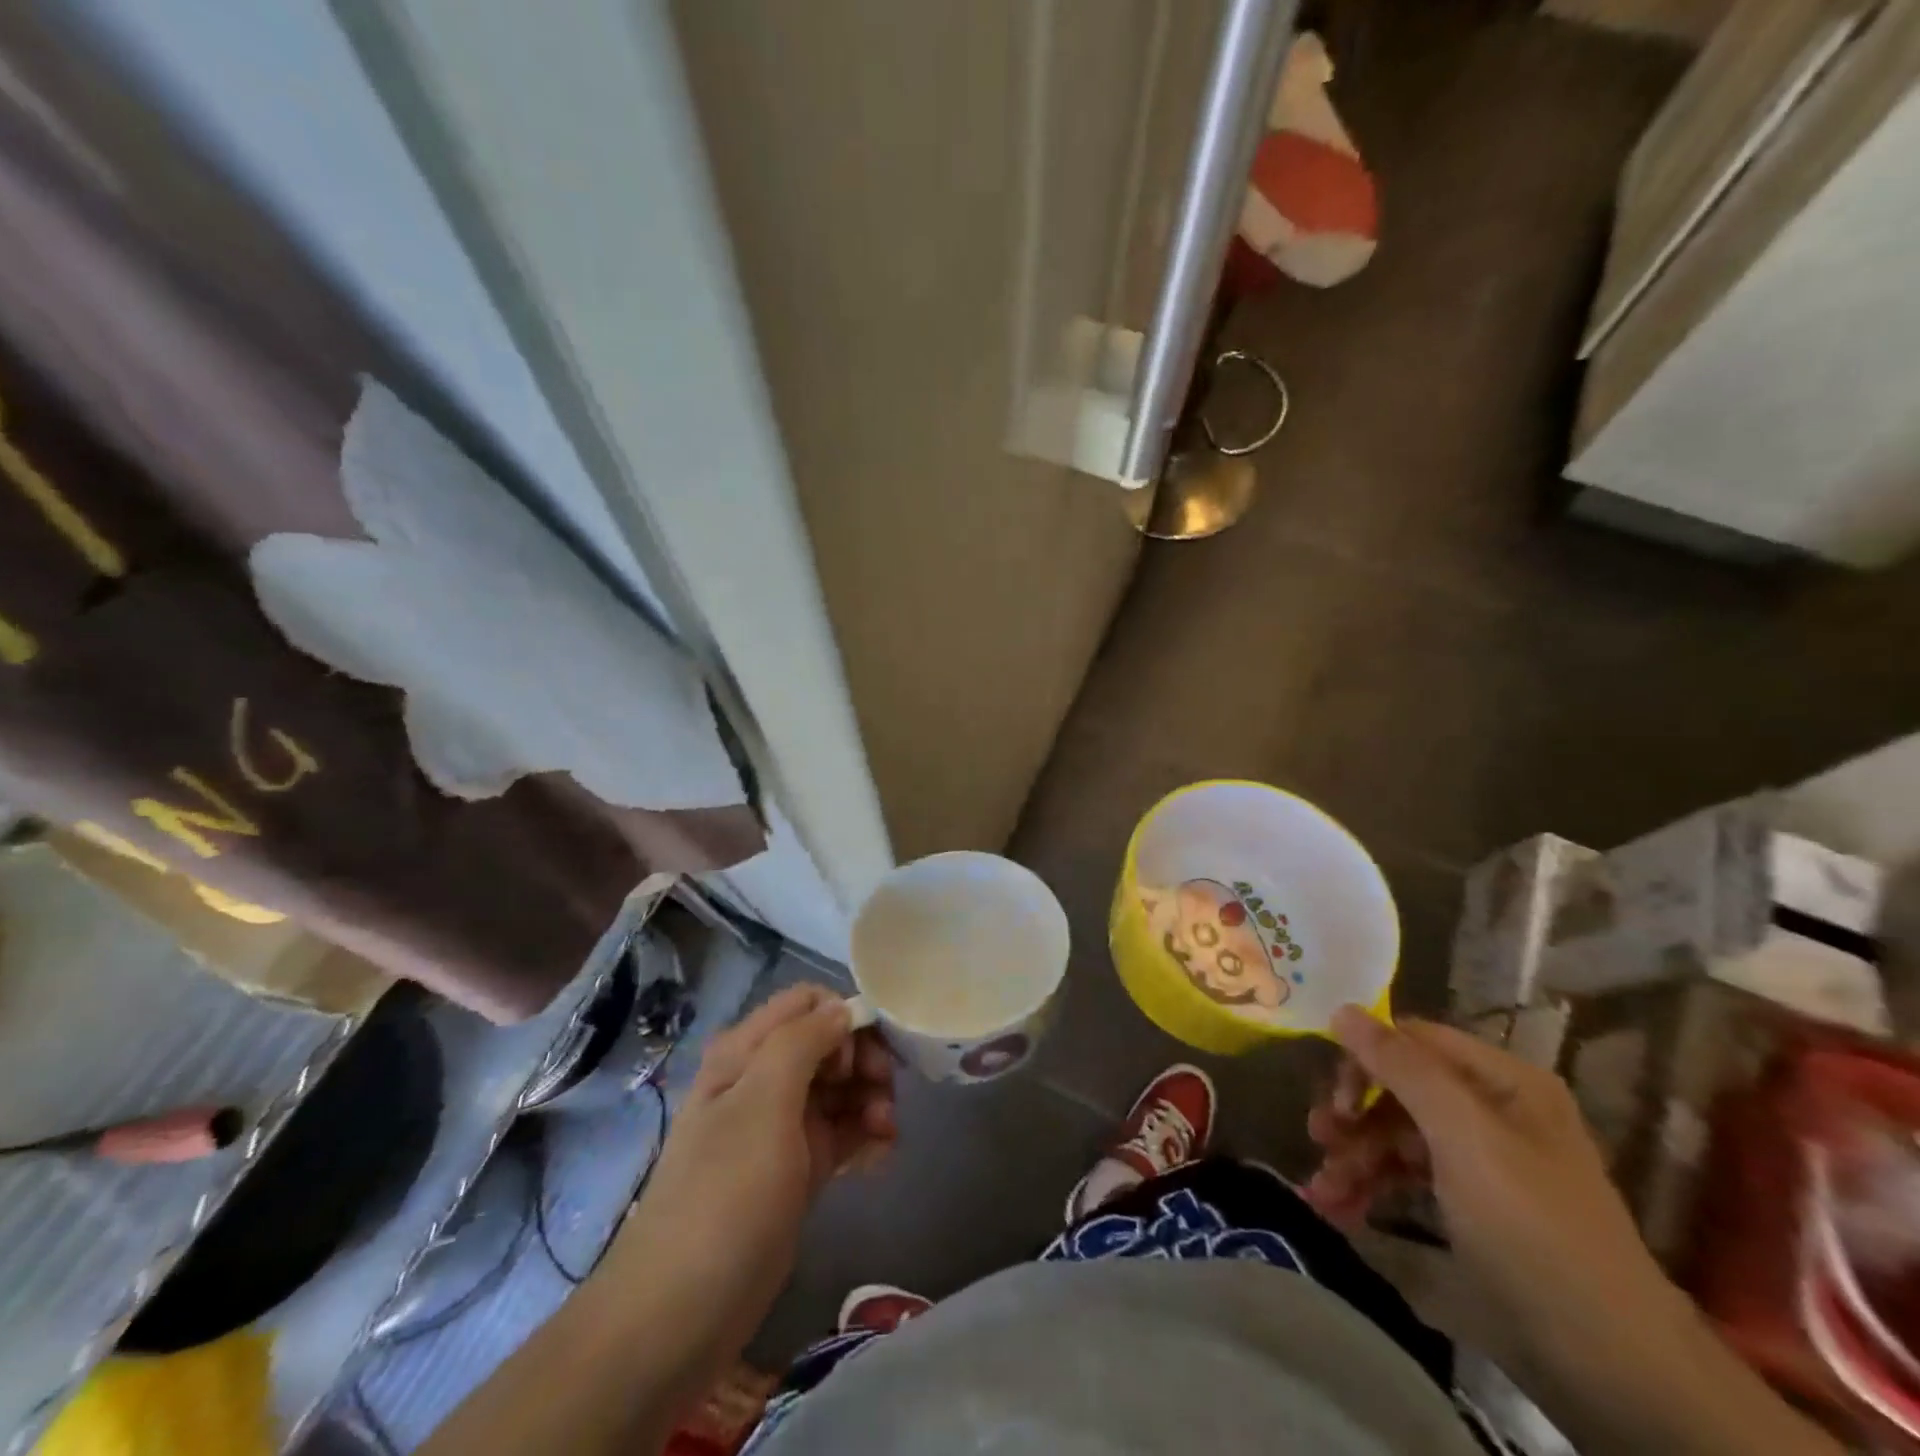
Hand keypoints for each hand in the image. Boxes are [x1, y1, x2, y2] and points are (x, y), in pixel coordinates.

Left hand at [605, 985, 895, 1341]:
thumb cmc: (726, 1194)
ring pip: (839, 1088)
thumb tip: (842, 1008)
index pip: (806, 1003)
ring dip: (870, 1099)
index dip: (841, 1018)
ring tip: (887, 1132)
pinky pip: (840, 1132)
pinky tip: (882, 1155)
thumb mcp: (763, 1103)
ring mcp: (779, 1126)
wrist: (682, 1313)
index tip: (862, 1057)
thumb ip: (803, 1041)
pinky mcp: (796, 1169)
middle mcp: (763, 1079)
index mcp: (745, 1052)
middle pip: (828, 1043)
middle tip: (886, 1095)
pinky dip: (864, 1135)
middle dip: (864, 1061)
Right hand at [1306, 1008, 1673, 1354]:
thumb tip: (1341, 1008)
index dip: (1366, 1060)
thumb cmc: (1532, 1227)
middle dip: (1355, 1115)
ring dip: (1354, 1157)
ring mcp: (1481, 1159)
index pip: (1413, 1040)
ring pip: (1397, 1135)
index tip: (1335, 1100)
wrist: (1610, 1365)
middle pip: (1400, 1088)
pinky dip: (1372, 1187)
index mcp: (1502, 1081)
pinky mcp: (1471, 1205)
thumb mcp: (1463, 1135)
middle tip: (1320, 1140)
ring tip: (1321, 1190)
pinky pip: (1408, 1176)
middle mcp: (1492, 1109)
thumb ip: (1401, 1067)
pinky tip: (1339, 1208)